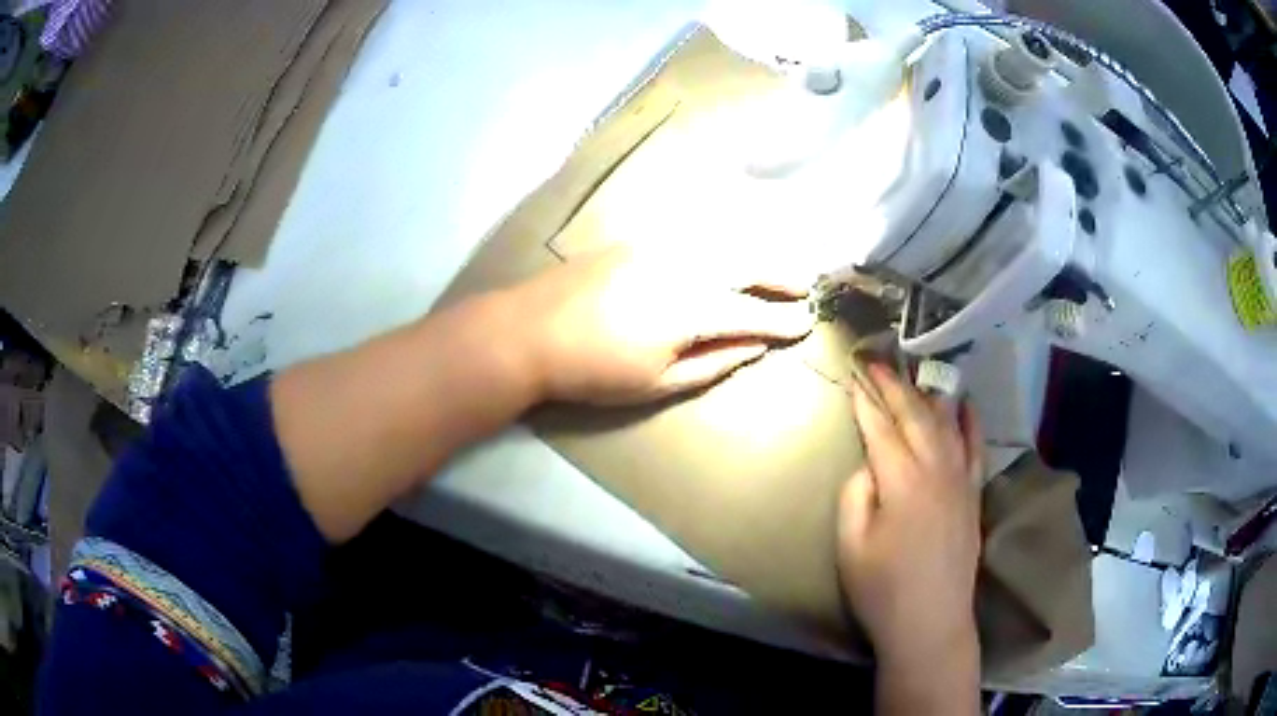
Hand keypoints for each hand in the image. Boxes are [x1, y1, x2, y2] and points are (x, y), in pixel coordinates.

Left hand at [504, 246, 813, 404]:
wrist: (529, 331)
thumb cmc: (594, 370)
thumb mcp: (657, 382)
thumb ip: (712, 363)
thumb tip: (753, 347)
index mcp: (692, 309)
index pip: (752, 314)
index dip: (782, 321)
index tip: (806, 323)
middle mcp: (684, 267)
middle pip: (746, 265)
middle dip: (779, 275)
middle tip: (802, 286)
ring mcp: (658, 247)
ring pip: (721, 244)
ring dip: (754, 254)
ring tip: (773, 267)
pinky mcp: (636, 240)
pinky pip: (692, 236)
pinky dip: (719, 243)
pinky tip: (725, 251)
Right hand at [837, 363, 982, 668]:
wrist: (931, 621)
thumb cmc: (882, 589)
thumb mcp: (851, 545)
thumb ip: (856, 495)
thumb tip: (869, 466)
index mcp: (902, 482)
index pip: (881, 429)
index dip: (867, 401)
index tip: (856, 375)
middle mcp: (936, 470)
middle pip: (915, 417)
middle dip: (895, 387)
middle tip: (879, 363)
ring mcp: (961, 480)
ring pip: (946, 424)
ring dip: (928, 396)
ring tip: (914, 375)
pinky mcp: (974, 495)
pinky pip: (976, 447)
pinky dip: (970, 421)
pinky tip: (965, 404)